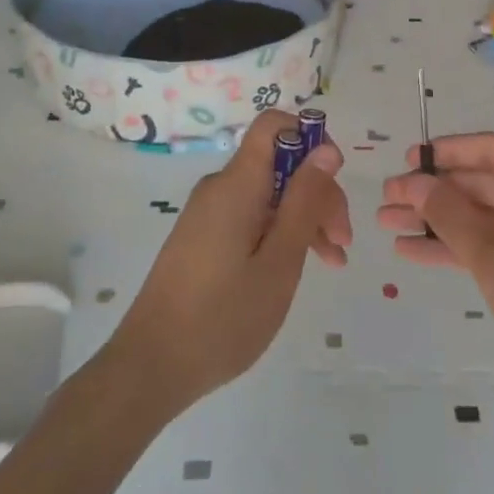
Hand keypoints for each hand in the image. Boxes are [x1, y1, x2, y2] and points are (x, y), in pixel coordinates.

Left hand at [109, 111, 351, 416]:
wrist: (151, 368)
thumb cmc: (223, 318)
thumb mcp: (280, 262)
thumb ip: (305, 201)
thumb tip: (326, 150)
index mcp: (237, 184)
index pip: (275, 125)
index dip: (311, 139)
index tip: (334, 179)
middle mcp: (221, 188)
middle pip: (279, 164)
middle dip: (317, 192)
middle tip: (343, 241)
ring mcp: (210, 213)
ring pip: (269, 194)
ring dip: (304, 217)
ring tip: (333, 261)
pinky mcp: (204, 237)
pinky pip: (251, 216)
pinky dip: (280, 233)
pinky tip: (299, 266)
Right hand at [378, 133, 493, 425]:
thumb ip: (450, 216)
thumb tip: (413, 181)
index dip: (447, 152)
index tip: (408, 158)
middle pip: (485, 182)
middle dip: (434, 193)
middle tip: (386, 199)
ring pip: (485, 214)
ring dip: (439, 221)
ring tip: (387, 224)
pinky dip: (460, 246)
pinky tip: (414, 250)